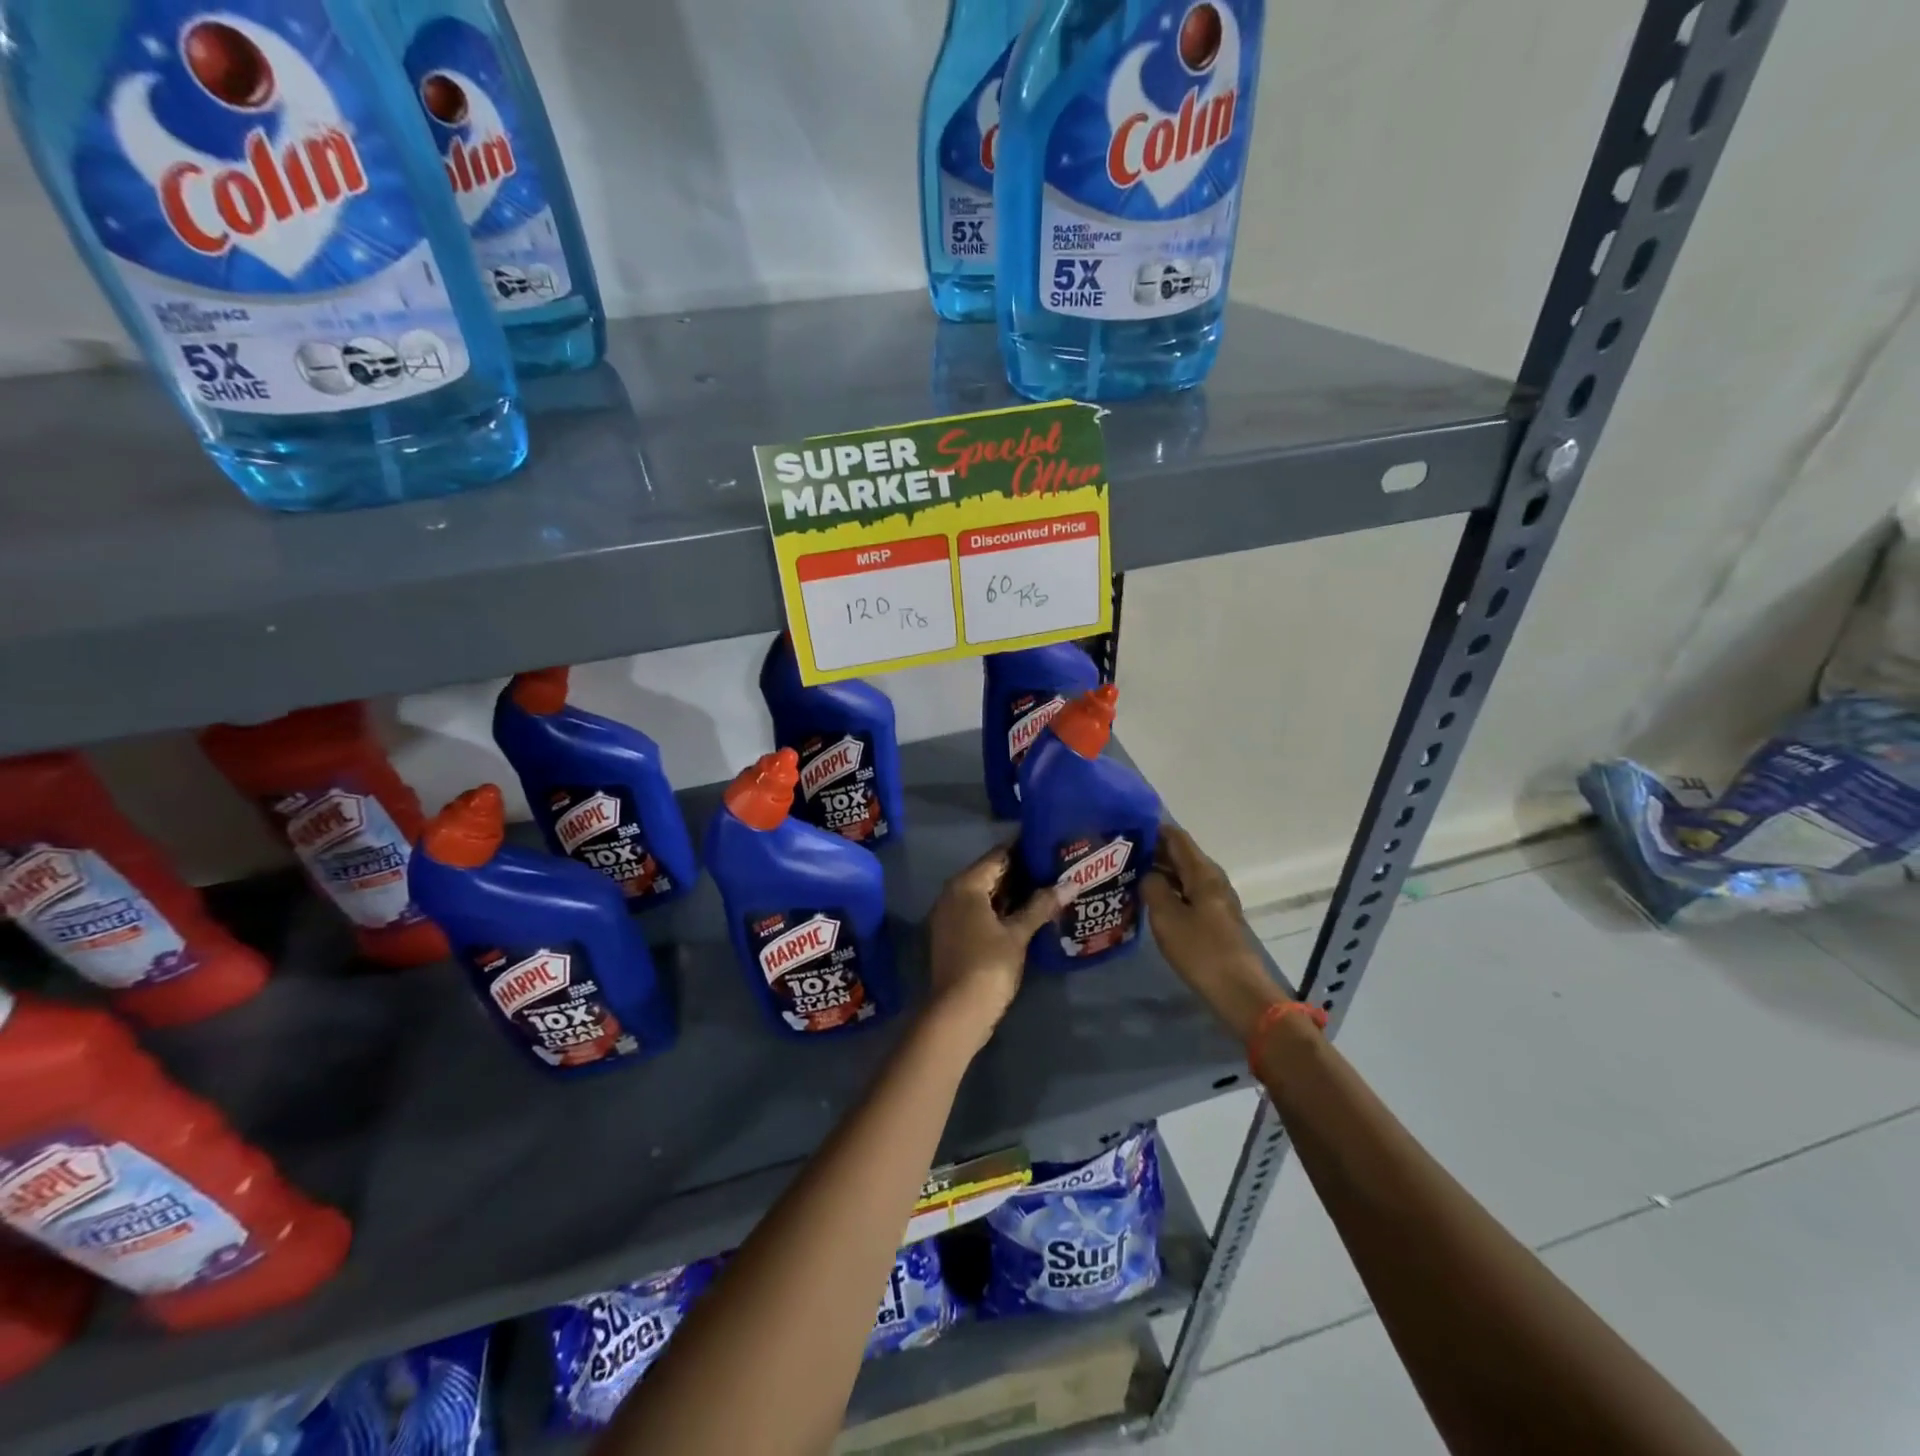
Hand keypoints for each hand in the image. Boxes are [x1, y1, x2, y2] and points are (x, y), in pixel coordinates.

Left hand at [925, 844, 1064, 1055]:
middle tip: (1054, 867)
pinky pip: (978, 911)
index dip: (1023, 849)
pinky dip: (1000, 910)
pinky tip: (1026, 914)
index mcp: (965, 885)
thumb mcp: (1018, 934)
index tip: (1048, 845)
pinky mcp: (953, 935)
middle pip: (990, 874)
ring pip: (984, 895)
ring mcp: (950, 916)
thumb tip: (1070, 883)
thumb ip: (1041, 905)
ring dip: (1012, 893)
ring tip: (1047, 887)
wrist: (958, 1012)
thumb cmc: (988, 965)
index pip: (998, 856)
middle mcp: (952, 894)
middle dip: (1020, 872)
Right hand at [1142, 824, 1286, 1042]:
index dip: (1152, 829)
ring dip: (1158, 872)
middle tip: (1119, 853)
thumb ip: (1153, 887)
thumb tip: (1147, 874)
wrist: (1238, 991)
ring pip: (1182, 875)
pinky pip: (1186, 893)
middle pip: (1180, 855)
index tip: (1125, 828)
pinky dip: (1168, 890)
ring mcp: (1215, 900)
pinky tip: (1148, 899)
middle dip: (1152, 851)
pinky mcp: (1214, 919)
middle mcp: (1212, 879)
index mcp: (1203, 873)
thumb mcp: (1167, 916)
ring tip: (1128, 873)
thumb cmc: (1200, 950)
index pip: (1176, 838)